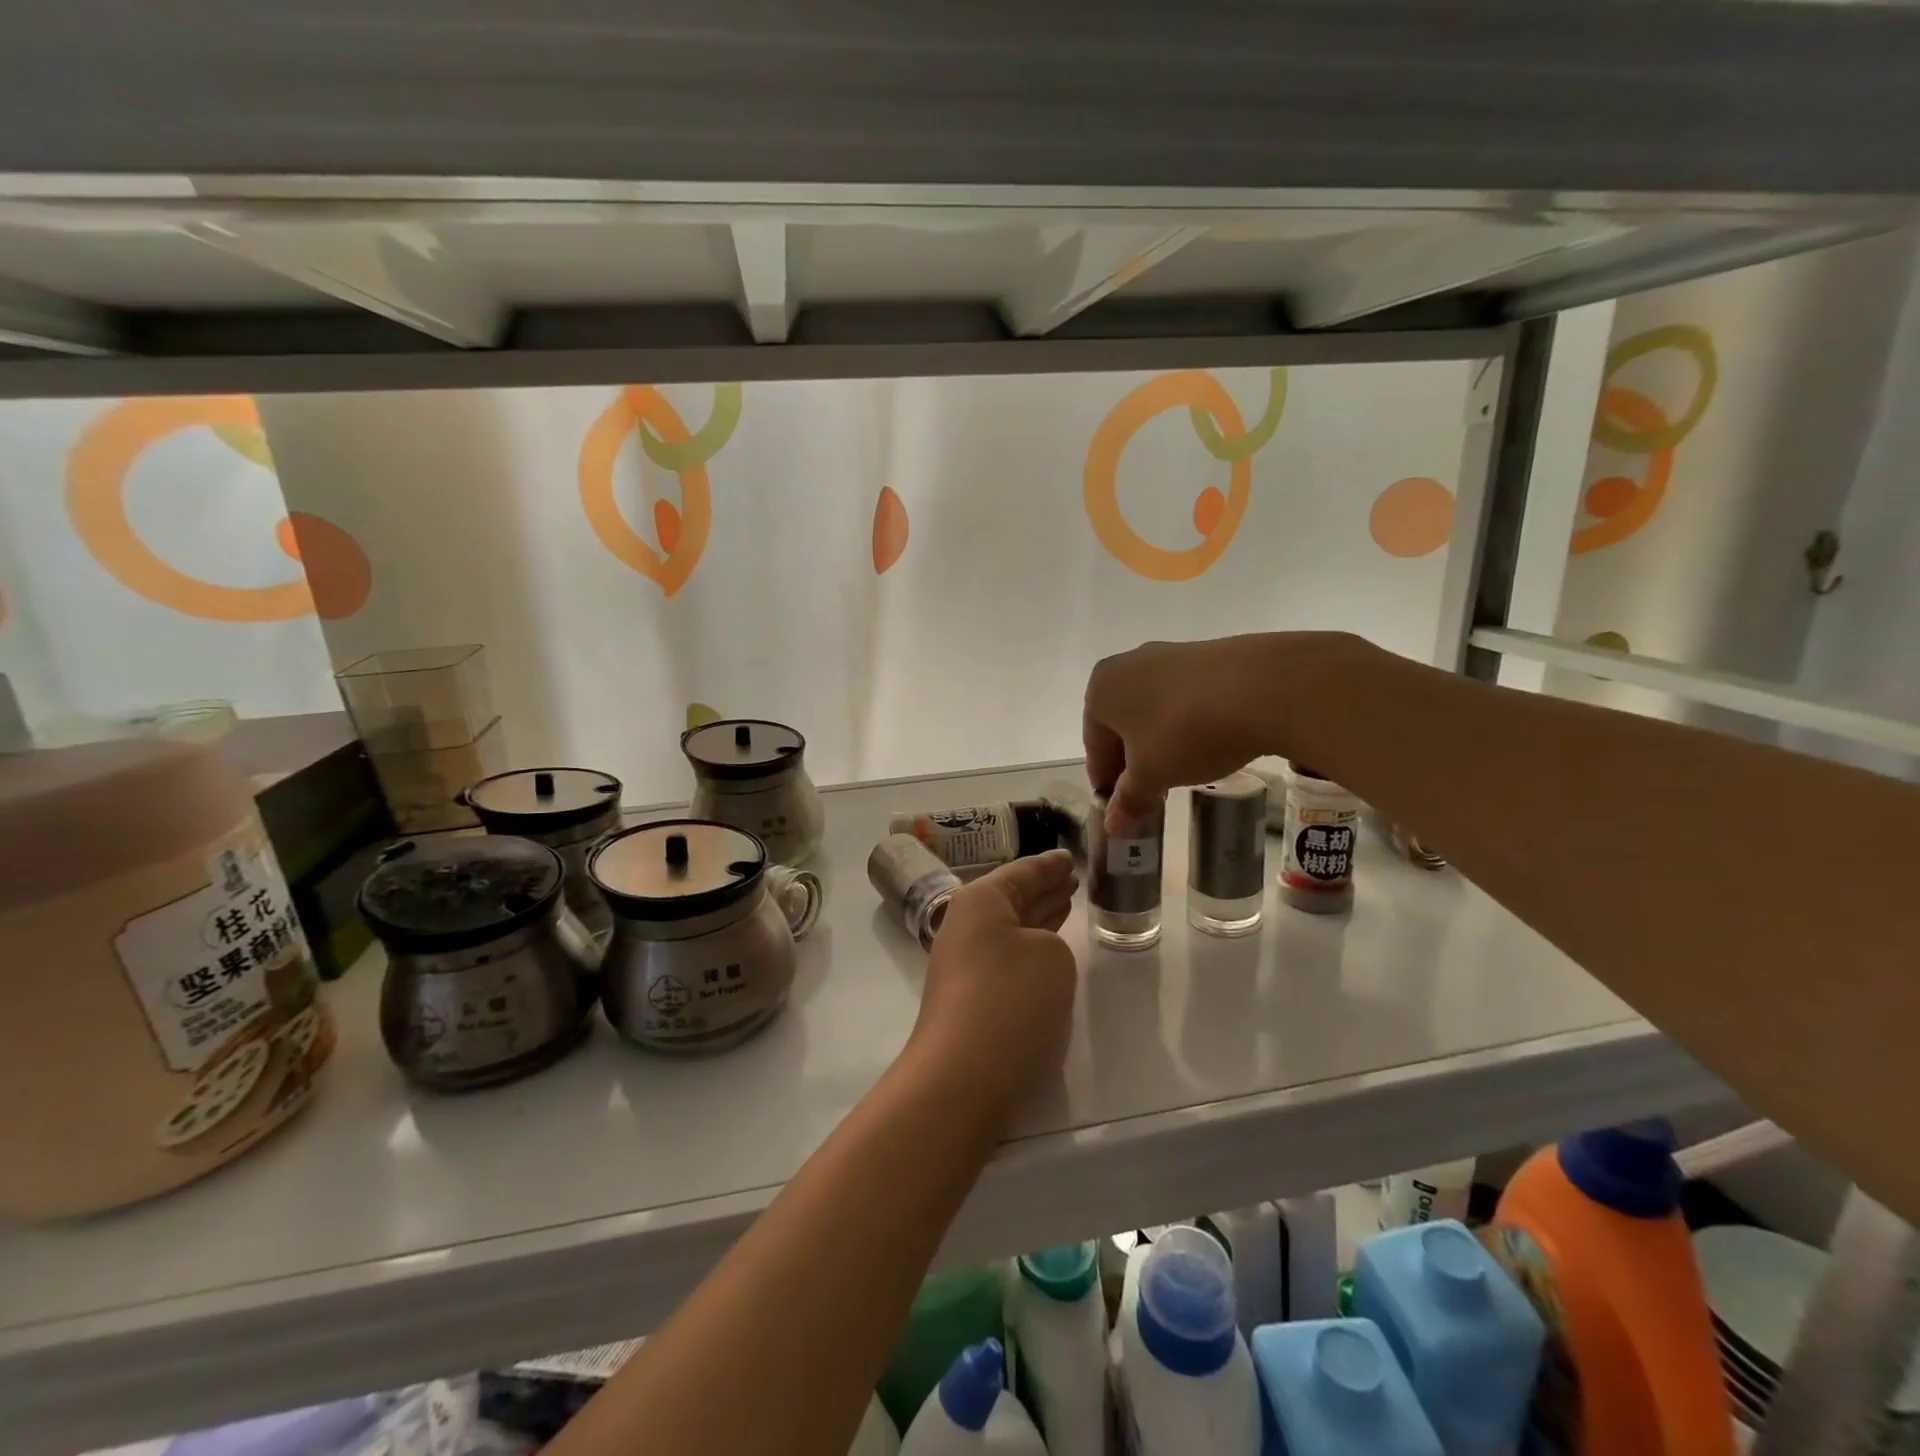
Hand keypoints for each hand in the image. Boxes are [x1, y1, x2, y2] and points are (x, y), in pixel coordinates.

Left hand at [908, 850, 1078, 1122]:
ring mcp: (964, 964)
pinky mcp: (970, 999)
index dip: (1049, 865)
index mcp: (980, 901)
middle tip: (1073, 879)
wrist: (963, 1076)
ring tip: (1067, 904)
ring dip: (1039, 917)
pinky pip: (1008, 958)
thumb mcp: (1051, 956)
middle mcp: (966, 925)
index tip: (1070, 857)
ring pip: (1011, 929)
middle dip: (1044, 889)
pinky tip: (1049, 953)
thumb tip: (1036, 957)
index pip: (1022, 872)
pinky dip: (1031, 949)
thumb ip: (1052, 942)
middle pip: (1012, 898)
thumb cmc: (1010, 1000)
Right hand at [1083, 632, 1375, 831]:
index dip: (1106, 779)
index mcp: (1101, 689)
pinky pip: (1184, 696)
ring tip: (1182, 770)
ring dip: (1160, 740)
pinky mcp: (1207, 653)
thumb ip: (1129, 800)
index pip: (1094, 743)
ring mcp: (1169, 654)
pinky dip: (1187, 721)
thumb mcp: (1153, 775)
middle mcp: (1128, 663)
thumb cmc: (1185, 733)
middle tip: (1150, 791)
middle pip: (1121, 722)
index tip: (1120, 806)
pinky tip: (1207, 743)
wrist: (1261, 688)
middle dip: (1132, 758)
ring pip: (1153, 708)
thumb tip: (1112, 826)